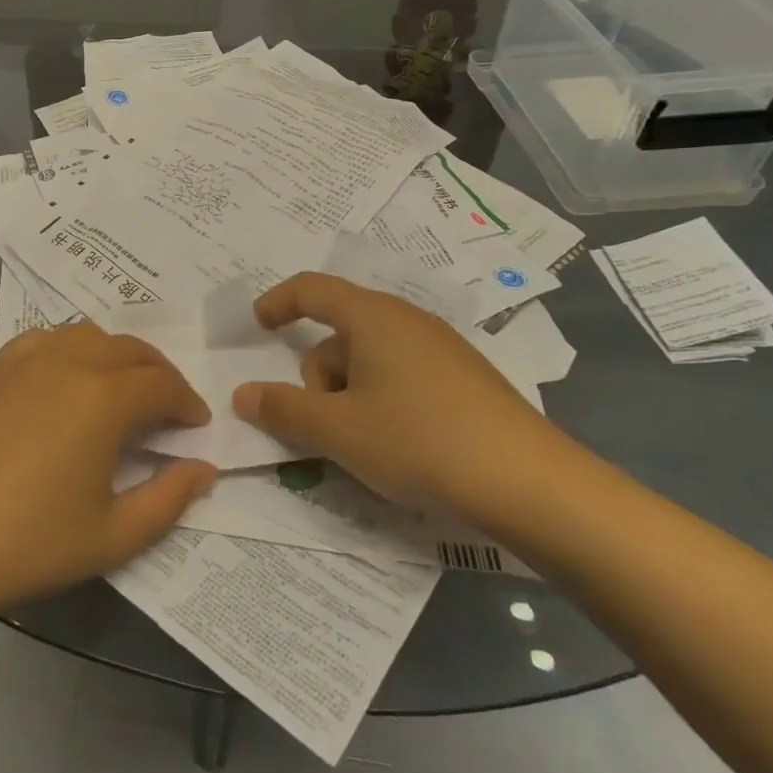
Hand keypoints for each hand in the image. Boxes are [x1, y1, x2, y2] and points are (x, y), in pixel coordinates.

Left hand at [0, 321, 215, 626]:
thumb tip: (203, 468)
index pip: (163, 385)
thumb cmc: (27, 543)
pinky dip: (74, 351)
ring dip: (118, 358)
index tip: (196, 426)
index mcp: (104, 397)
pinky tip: (67, 384)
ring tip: (122, 393)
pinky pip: (48, 340)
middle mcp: (68, 361)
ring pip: (89, 336)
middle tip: (168, 409)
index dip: (188, 403)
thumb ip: (169, 499)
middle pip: (131, 350)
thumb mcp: (112, 536)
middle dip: (160, 375)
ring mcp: (24, 358)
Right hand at [231, 272, 563, 516]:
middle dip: (318, 376)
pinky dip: (381, 401)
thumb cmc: (418, 441)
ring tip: (364, 444)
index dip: (278, 302)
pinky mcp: (464, 379)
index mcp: (372, 317)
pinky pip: (402, 375)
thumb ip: (283, 409)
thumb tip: (242, 394)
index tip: (257, 326)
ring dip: (349, 394)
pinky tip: (399, 444)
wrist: (529, 483)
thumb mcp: (337, 430)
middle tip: (325, 426)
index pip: (311, 289)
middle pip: (339, 333)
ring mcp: (441, 349)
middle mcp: (407, 321)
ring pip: (370, 359)